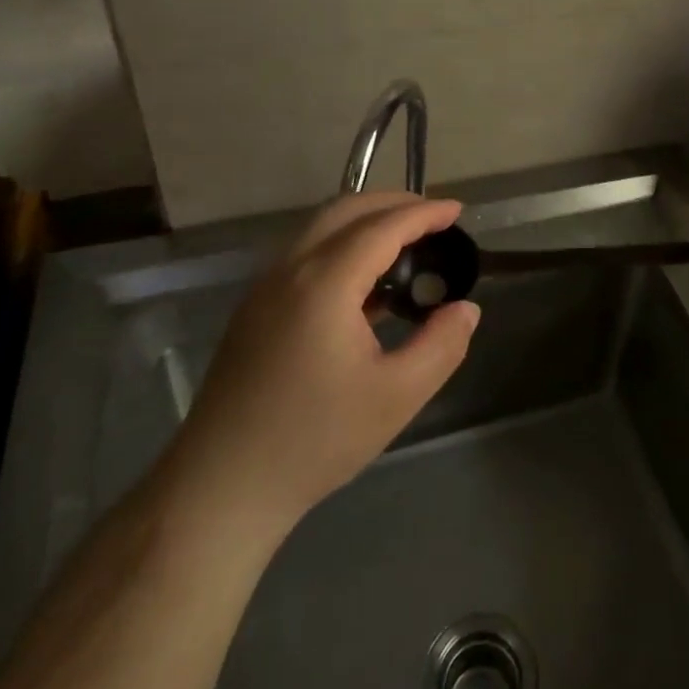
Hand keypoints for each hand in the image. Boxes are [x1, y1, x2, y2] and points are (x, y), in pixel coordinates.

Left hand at [156, 193, 480, 539]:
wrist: (222, 486)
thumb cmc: (315, 440)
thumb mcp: (397, 397)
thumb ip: (442, 345)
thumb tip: (466, 309)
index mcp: (325, 283)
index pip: (382, 227)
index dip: (424, 213)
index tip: (457, 210)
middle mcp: (290, 269)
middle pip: (346, 210)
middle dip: (394, 203)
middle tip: (434, 217)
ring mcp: (265, 286)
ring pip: (320, 227)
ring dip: (365, 220)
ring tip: (405, 241)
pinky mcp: (254, 307)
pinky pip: (304, 252)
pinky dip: (342, 242)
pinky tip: (364, 281)